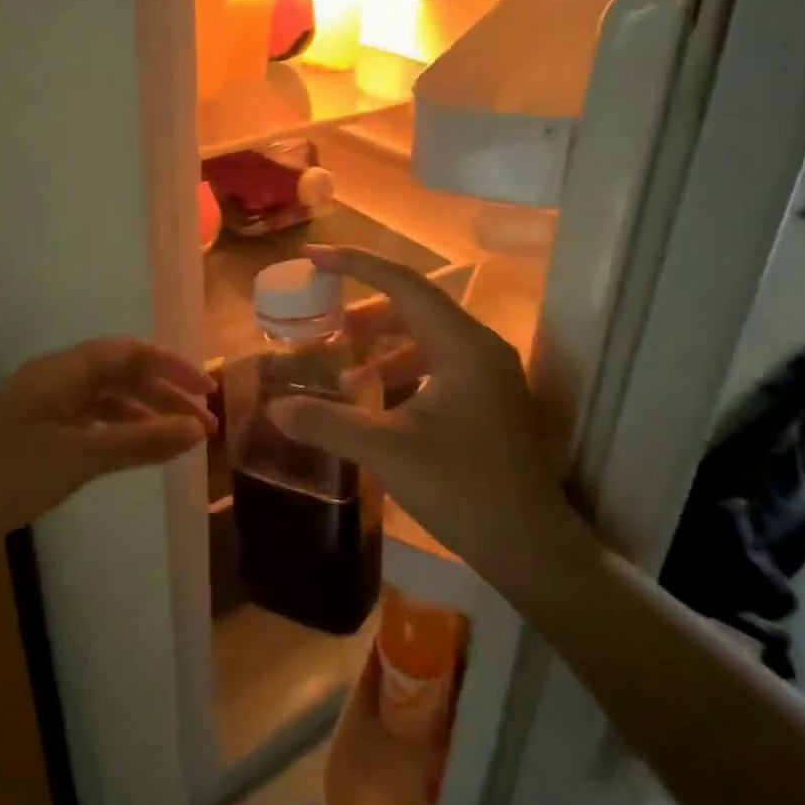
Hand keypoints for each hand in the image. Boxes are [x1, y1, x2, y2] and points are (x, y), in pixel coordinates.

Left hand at [0, 339, 214, 536]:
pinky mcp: (33, 435)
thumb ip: (141, 440)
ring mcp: (42, 407)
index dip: (171, 367)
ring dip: (143, 414)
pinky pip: (88, 422)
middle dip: (163, 393)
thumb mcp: (80, 457)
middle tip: (201, 425)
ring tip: (177, 441)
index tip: (207, 393)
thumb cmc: (6, 475)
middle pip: (120, 373)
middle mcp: (54, 380)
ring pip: (105, 399)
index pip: (129, 353)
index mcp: (63, 371)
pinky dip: (118, 432)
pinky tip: (135, 451)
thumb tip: (197, 428)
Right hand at [266, 246, 582, 575]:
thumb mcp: (387, 451)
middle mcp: (481, 348)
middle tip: (323, 324)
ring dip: (382, 347)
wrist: (531, 546)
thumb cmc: (463, 488)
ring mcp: (490, 375)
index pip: (403, 284)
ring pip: (426, 340)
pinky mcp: (489, 401)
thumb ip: (328, 423)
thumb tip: (274, 409)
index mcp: (462, 345)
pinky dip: (401, 372)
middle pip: (415, 308)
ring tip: (344, 372)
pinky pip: (437, 366)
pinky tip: (375, 400)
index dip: (355, 264)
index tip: (312, 258)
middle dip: (364, 313)